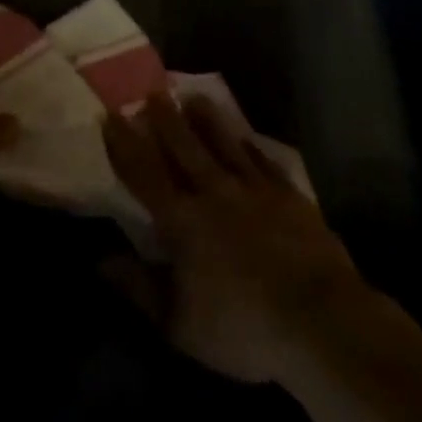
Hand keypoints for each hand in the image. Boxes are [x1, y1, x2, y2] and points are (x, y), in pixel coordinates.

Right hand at [103, 93, 364, 384]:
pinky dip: (251, 147)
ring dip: (207, 120)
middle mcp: (215, 193)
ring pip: (225, 144)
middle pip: (184, 147)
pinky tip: (246, 138)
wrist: (320, 322)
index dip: (125, 145)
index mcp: (183, 221)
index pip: (145, 174)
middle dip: (165, 119)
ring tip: (194, 97)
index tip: (110, 116)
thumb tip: (101, 260)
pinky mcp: (289, 196)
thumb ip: (139, 288)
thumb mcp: (180, 325)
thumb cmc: (243, 329)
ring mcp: (255, 190)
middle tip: (151, 92)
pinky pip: (264, 161)